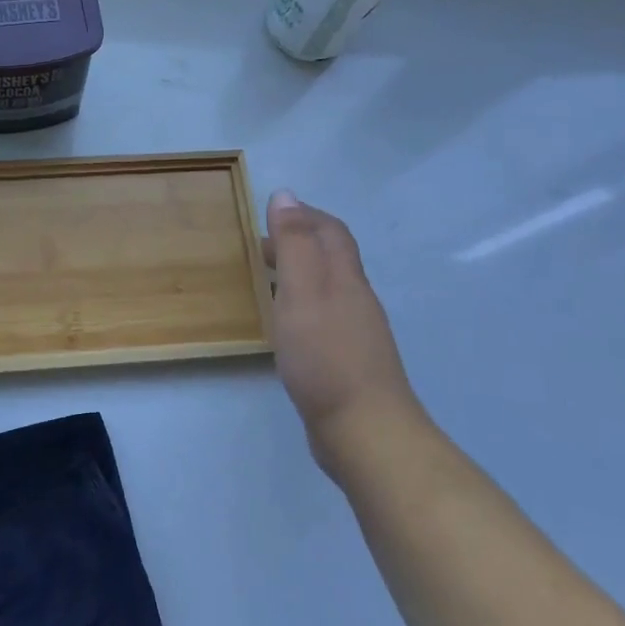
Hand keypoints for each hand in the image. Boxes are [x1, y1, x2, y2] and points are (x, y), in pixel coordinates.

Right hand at [264, 190, 422, 477]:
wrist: (365, 430)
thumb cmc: (326, 355)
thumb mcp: (301, 291)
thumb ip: (293, 244)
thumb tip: (285, 195)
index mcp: (345, 278)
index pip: (331, 232)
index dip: (305, 215)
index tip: (271, 213)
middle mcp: (355, 299)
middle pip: (331, 258)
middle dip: (299, 243)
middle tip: (259, 246)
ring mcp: (355, 333)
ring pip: (327, 289)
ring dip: (299, 275)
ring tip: (265, 281)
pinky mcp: (347, 362)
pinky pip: (323, 319)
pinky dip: (300, 307)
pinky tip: (284, 326)